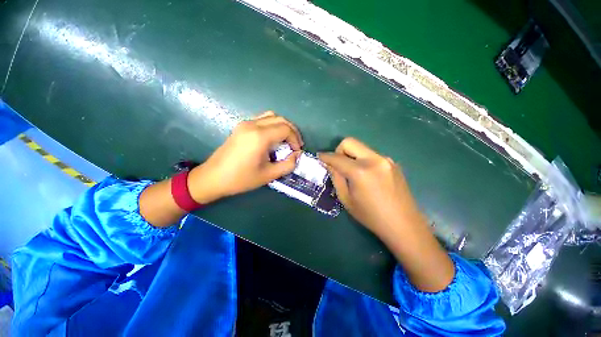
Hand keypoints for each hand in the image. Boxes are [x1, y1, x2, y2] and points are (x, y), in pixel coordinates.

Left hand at [188, 111, 302, 203]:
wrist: (213, 177)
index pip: (286, 129)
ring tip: (287, 140)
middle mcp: (253, 125)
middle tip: (296, 145)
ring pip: (271, 116)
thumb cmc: (241, 178)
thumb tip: (297, 155)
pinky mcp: (241, 126)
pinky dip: (273, 125)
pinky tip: (274, 138)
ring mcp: (245, 123)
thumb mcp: (269, 175)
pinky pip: (262, 119)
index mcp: (260, 136)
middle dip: (292, 131)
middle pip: (281, 119)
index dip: (295, 139)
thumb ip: (288, 164)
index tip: (297, 152)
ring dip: (283, 126)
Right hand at [318, 138, 422, 236]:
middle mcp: (374, 159)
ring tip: (353, 173)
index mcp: (360, 171)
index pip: (337, 157)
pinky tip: (367, 176)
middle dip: (339, 151)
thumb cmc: (370, 216)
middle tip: (338, 165)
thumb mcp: (346, 199)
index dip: (325, 156)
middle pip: (350, 142)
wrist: (403, 224)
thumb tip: (330, 164)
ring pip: (361, 148)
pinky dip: (363, 160)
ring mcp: (386, 159)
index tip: (319, 157)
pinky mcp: (393, 163)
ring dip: (352, 156)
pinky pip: (371, 155)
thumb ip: (336, 178)